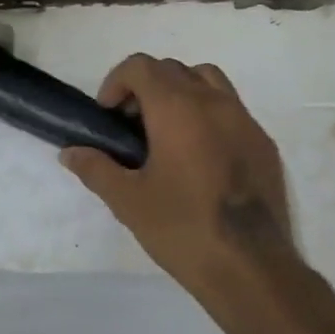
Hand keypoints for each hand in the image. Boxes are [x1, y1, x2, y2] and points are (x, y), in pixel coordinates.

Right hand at [61, 54, 307, 333]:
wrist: (251, 267)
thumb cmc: (182, 228)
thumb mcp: (127, 201)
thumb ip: (95, 168)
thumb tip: (70, 152)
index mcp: (177, 109)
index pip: (141, 66)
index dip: (116, 82)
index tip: (109, 116)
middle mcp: (214, 102)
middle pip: (173, 69)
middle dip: (145, 87)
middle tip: (131, 127)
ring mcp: (245, 120)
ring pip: (207, 81)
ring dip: (180, 92)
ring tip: (166, 132)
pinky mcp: (264, 143)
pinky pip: (231, 109)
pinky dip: (208, 115)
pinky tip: (199, 157)